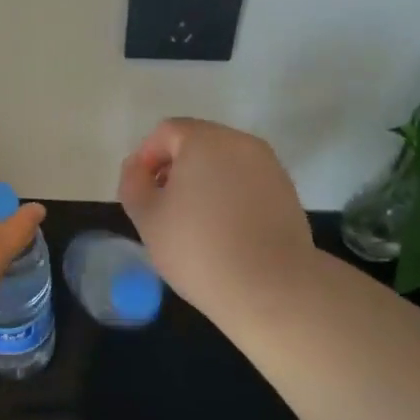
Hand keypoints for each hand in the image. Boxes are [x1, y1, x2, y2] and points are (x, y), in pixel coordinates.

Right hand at [118, 118, 315, 318]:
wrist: (271, 288)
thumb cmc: (199, 248)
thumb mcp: (147, 217)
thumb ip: (133, 183)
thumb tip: (138, 168)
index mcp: (205, 140)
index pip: (166, 132)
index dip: (146, 158)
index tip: (140, 192)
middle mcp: (240, 142)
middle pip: (198, 143)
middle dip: (175, 168)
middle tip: (163, 207)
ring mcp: (269, 166)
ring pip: (224, 163)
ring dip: (203, 182)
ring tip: (193, 222)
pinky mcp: (287, 192)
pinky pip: (247, 182)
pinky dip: (230, 195)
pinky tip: (224, 231)